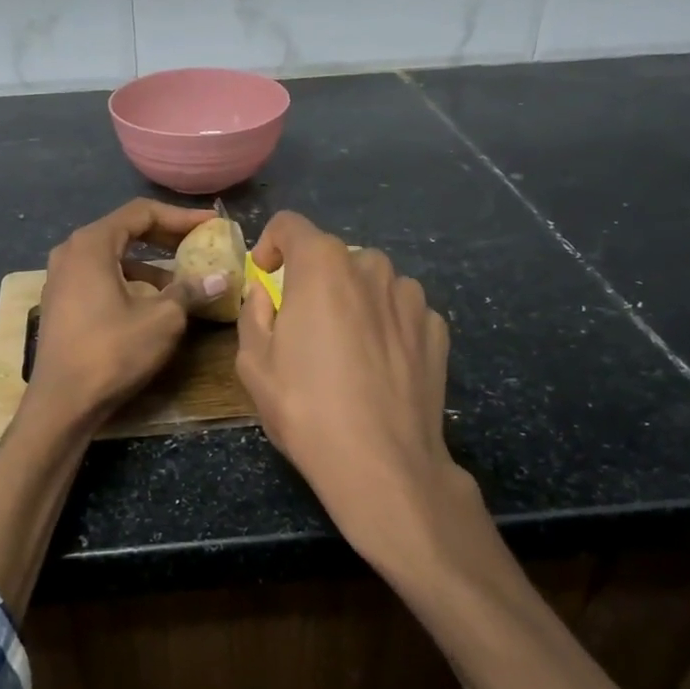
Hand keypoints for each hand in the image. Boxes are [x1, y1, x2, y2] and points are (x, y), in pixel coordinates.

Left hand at [27, 199, 227, 425]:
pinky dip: (130, 279)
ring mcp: (62, 277)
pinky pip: (101, 276)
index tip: (211, 225)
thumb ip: (191, 291)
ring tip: (183, 278)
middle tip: (200, 244)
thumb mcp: (162, 320)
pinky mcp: (62, 301)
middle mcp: (71, 251)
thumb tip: (221, 278)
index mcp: (92, 244)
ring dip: (150, 262)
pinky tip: (153, 301)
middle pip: (125, 230)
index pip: (142, 212)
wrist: (62, 402)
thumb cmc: (112, 352)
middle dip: (166, 236)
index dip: (181, 217)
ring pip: (113, 256)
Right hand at [236, 210, 488, 573]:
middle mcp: (371, 267)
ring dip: (353, 299)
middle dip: (313, 279)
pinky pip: (401, 310)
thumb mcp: (253, 363)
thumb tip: (268, 294)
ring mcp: (411, 297)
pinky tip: (378, 365)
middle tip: (303, 324)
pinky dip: (385, 323)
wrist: (382, 463)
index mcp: (322, 266)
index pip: (290, 225)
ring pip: (372, 282)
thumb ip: (254, 313)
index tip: (265, 276)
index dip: (271, 244)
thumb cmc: (306, 408)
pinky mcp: (437, 329)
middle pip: (333, 256)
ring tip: (344, 347)